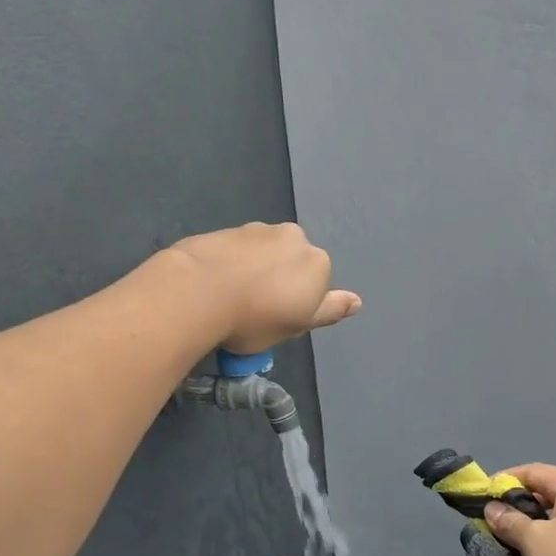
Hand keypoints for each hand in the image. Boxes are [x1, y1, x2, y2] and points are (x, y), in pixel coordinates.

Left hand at [169, 222, 360, 352]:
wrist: (198, 291)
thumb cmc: (256, 318)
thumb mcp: (298, 325)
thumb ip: (330, 310)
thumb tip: (357, 301)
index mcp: (317, 261)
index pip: (316, 284)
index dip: (297, 305)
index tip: (277, 320)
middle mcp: (292, 237)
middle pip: (291, 263)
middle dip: (277, 281)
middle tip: (254, 311)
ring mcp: (257, 230)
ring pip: (262, 255)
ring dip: (253, 271)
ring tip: (230, 299)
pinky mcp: (224, 230)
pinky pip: (235, 251)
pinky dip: (230, 265)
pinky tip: (213, 286)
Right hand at [481, 464, 555, 555]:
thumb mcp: (535, 543)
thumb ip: (510, 522)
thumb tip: (493, 508)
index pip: (530, 472)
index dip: (501, 483)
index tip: (478, 501)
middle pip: (545, 497)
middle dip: (516, 514)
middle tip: (492, 533)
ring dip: (533, 538)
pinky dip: (553, 553)